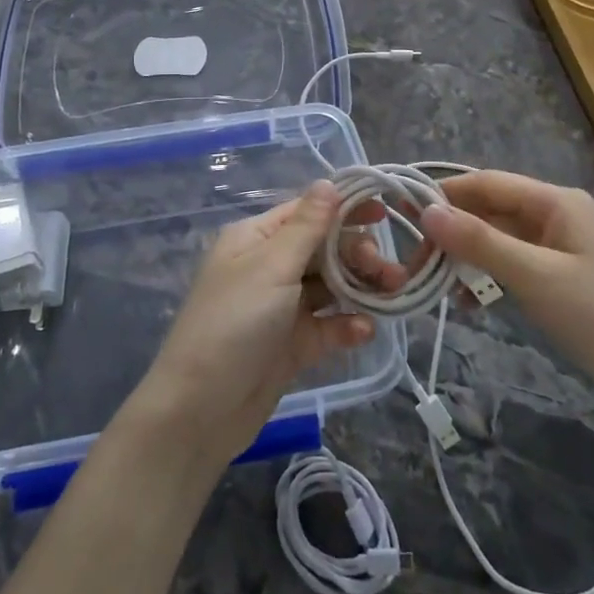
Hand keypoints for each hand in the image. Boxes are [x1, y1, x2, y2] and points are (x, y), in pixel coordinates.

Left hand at [128, 180, 377, 467]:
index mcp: (257, 239)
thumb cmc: (233, 324)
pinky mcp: (293, 344)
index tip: (386, 212)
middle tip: (388, 270)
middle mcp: (269, 266)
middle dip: (359, 254)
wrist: (200, 411)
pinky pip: (327, 324)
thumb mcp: (271, 268)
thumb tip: (328, 181)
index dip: (345, 208)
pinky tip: (363, 331)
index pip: (307, 211)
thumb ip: (307, 227)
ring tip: (393, 293)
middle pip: (325, 248)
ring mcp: (282, 307)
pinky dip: (347, 324)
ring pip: (332, 286)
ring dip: (362, 287)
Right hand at [419, 171, 593, 422]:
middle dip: (453, 232)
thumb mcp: (535, 277)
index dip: (444, 194)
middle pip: (491, 210)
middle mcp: (556, 215)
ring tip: (435, 285)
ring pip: (498, 240)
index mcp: (555, 202)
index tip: (402, 214)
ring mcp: (559, 247)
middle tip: (415, 261)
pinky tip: (468, 304)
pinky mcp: (560, 276)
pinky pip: (512, 265)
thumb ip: (480, 242)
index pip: (487, 183)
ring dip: (467, 258)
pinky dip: (487, 279)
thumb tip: (427, 212)